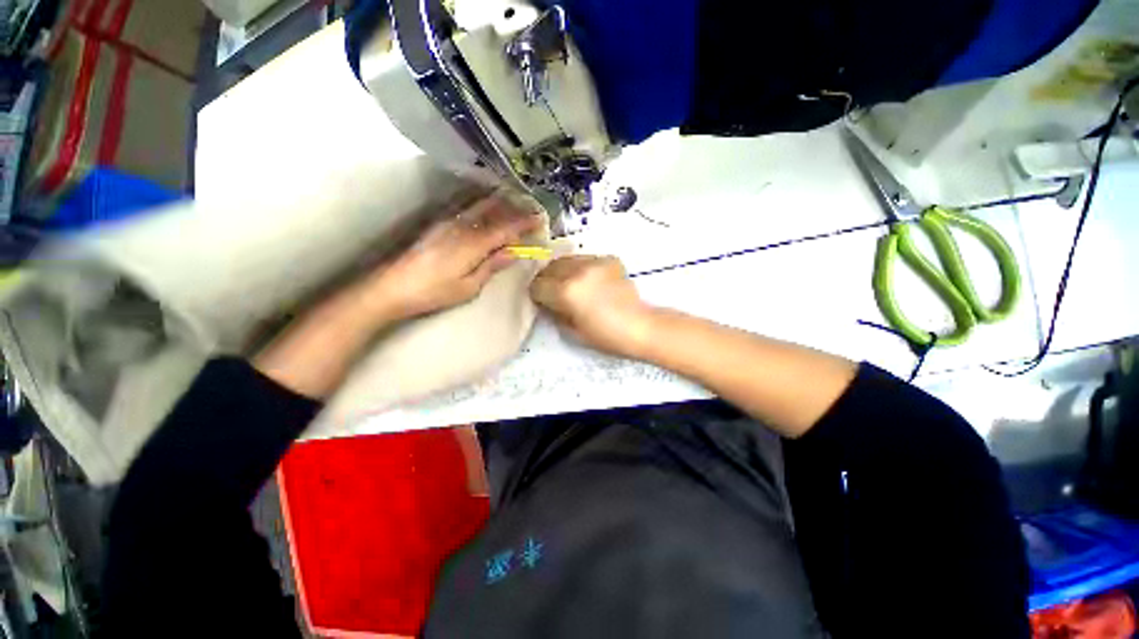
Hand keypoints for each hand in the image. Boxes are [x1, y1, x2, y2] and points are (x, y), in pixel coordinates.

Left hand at [364, 196, 541, 320]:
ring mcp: (448, 222)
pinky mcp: (438, 224)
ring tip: (514, 206)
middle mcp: (463, 226)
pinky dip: (483, 208)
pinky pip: (467, 210)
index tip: (541, 219)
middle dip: (514, 208)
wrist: (393, 286)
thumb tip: (515, 252)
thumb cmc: (435, 291)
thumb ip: (492, 265)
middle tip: (531, 209)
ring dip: (500, 205)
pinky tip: (487, 211)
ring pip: (480, 207)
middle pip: (494, 211)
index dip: (525, 223)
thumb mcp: (470, 285)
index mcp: (474, 243)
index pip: (506, 228)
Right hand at [530, 255, 657, 357]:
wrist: (640, 326)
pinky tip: (591, 281)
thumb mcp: (572, 330)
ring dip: (564, 271)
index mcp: (566, 291)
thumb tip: (547, 302)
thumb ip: (555, 312)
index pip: (538, 285)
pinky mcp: (609, 259)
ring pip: (567, 259)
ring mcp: (595, 262)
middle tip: (554, 291)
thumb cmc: (605, 335)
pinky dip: (583, 268)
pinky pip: (586, 259)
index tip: (542, 301)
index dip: (537, 295)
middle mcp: (577, 271)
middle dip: (547, 279)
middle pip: (550, 267)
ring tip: (572, 284)